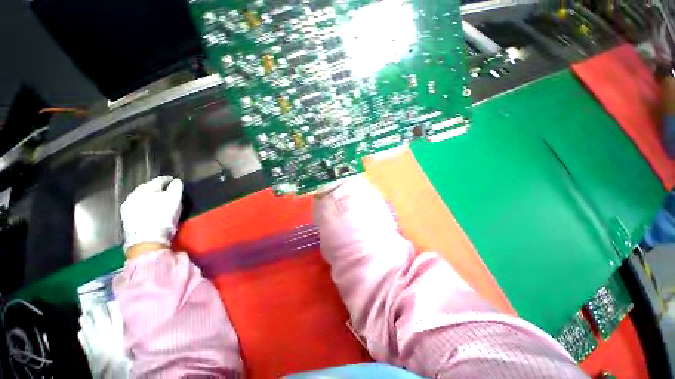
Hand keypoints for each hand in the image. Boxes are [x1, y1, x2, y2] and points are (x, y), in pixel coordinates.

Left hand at [120, 176, 183, 254]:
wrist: (146, 240)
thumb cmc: (163, 217)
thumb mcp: (174, 200)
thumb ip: (176, 188)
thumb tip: (176, 181)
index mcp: (146, 188)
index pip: (159, 180)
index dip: (168, 180)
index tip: (174, 181)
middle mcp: (134, 195)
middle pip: (147, 187)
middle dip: (156, 188)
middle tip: (165, 191)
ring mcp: (127, 206)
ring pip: (140, 197)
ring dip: (148, 197)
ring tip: (157, 200)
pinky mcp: (126, 218)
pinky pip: (136, 206)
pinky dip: (143, 205)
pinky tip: (148, 210)